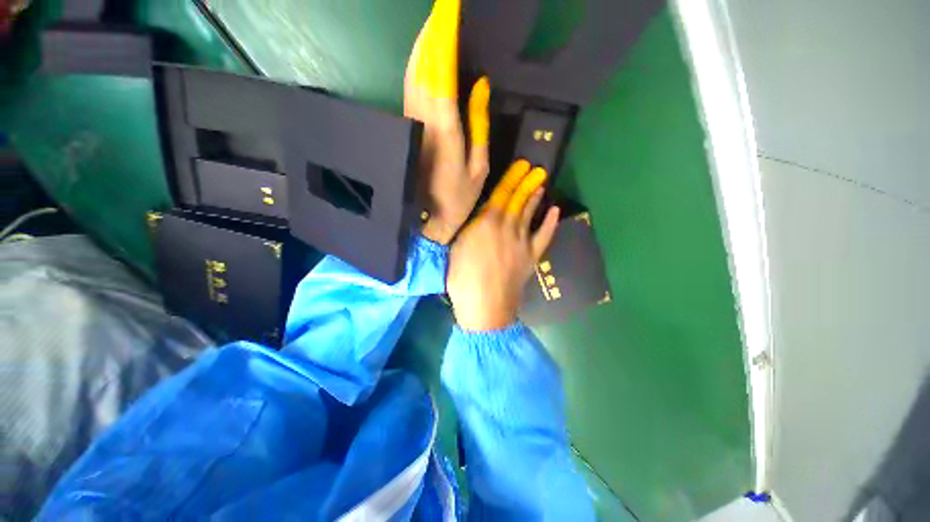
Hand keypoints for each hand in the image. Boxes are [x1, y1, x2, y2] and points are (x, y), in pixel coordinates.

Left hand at [404, 0, 489, 244]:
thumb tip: (480, 85)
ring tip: (435, 23)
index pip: (443, 71)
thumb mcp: (479, 167)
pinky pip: (410, 89)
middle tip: (443, 9)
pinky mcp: (407, 129)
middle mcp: (424, 121)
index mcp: (446, 129)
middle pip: (423, 66)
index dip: (445, 38)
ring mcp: (412, 124)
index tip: (449, 10)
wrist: (428, 219)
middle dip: (431, 33)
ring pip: (413, 74)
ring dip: (422, 46)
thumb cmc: (458, 198)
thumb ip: (479, 125)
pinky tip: (424, 56)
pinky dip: (417, 67)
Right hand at [448, 160, 560, 330]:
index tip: (521, 165)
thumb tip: (478, 214)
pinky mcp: (531, 256)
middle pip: (518, 200)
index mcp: (486, 223)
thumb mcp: (457, 247)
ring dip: (535, 197)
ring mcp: (522, 241)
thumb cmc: (462, 278)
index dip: (511, 178)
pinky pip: (543, 236)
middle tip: (536, 168)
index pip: (501, 194)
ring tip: (541, 182)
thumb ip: (469, 227)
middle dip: (526, 182)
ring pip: (530, 213)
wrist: (485, 306)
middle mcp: (507, 226)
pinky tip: (554, 210)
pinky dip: (550, 222)